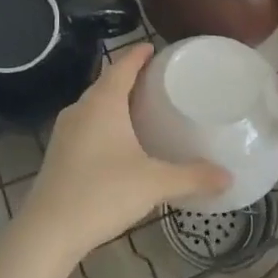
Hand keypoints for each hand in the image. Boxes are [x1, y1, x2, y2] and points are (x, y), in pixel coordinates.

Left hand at [16, 45, 230, 265]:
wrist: (48, 231)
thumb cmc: (103, 193)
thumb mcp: (154, 183)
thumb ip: (192, 177)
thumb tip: (228, 177)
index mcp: (103, 103)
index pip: (122, 65)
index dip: (138, 54)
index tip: (153, 46)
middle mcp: (81, 109)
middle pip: (106, 82)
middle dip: (129, 76)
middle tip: (156, 79)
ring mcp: (65, 131)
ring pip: (94, 105)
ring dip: (115, 100)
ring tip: (141, 107)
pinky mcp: (58, 153)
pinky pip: (86, 125)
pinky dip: (104, 122)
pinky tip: (118, 141)